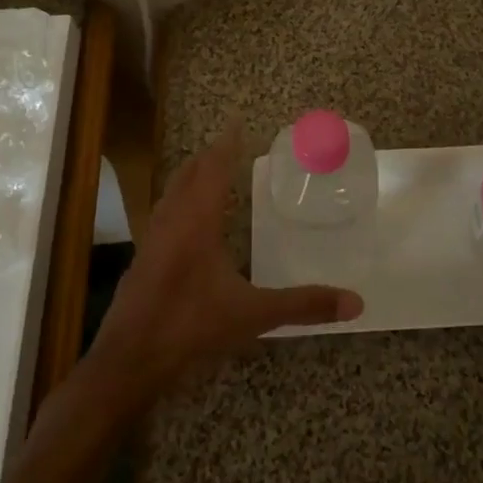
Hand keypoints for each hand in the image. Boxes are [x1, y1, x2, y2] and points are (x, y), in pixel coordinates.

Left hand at [89, 119, 362, 401]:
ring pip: (171, 193)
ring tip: (207, 173)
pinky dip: (179, 202)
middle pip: (189, 174)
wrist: (128, 361)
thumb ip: (302, 305)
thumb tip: (354, 302)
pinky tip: (186, 222)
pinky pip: (163, 214)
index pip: (214, 168)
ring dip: (190, 177)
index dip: (227, 144)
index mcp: (197, 220)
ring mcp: (152, 239)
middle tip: (228, 144)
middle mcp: (172, 220)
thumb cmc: (190, 327)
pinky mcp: (142, 260)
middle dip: (208, 157)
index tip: (237, 121)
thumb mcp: (253, 315)